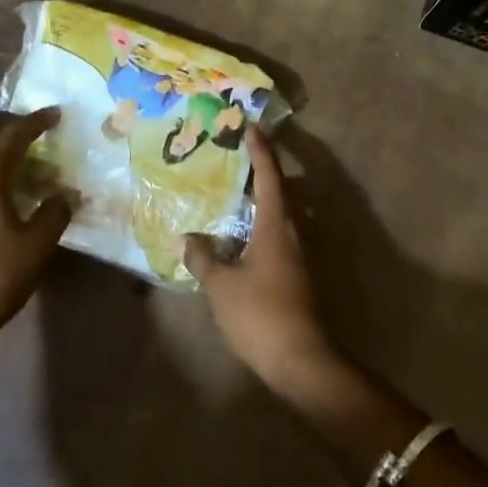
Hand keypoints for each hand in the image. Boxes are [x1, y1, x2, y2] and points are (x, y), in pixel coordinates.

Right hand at [184, 127, 337, 394]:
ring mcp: (298, 255)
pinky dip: (261, 225)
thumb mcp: (222, 285)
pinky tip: (240, 237)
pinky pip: (278, 236)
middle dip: (262, 171)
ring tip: (233, 194)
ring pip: (281, 215)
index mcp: (276, 226)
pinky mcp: (298, 275)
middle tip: (236, 158)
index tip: (251, 126)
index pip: (269, 176)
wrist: (300, 360)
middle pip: (281, 191)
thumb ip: (203, 258)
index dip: (260, 150)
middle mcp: (293, 233)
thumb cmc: (260, 314)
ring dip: (262, 200)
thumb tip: (186, 239)